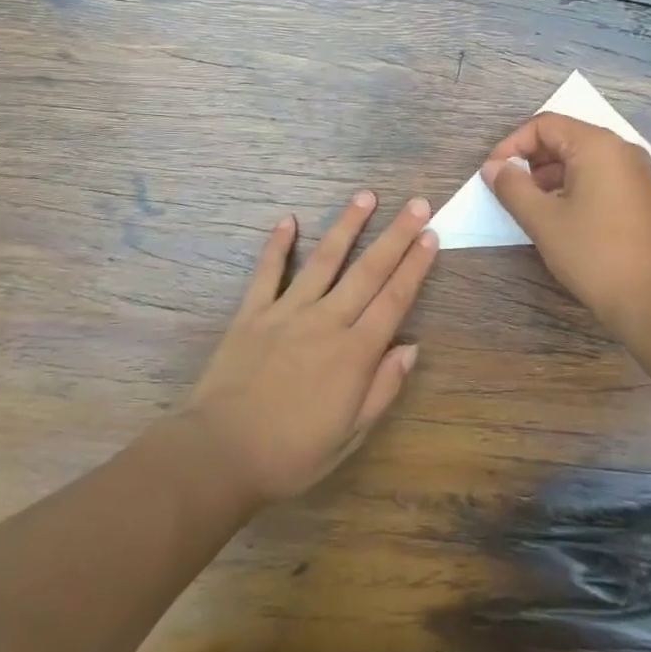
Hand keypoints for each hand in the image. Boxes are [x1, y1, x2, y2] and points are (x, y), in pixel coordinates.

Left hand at [182, 192, 437, 505]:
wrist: (219, 454)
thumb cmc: (291, 453)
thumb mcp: (350, 435)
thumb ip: (382, 388)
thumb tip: (411, 347)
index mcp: (354, 353)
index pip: (393, 300)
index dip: (415, 267)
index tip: (431, 236)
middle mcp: (326, 321)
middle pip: (368, 271)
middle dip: (396, 235)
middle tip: (417, 203)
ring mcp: (287, 312)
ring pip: (324, 260)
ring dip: (347, 226)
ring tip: (366, 196)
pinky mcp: (252, 313)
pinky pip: (267, 273)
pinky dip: (277, 245)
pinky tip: (288, 220)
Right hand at [483, 113, 650, 330]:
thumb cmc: (596, 255)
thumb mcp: (544, 221)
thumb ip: (513, 188)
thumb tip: (493, 168)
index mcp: (598, 145)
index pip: (545, 125)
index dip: (512, 145)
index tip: (494, 175)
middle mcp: (622, 150)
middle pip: (565, 138)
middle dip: (532, 161)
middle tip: (511, 193)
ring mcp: (638, 173)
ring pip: (584, 160)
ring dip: (551, 177)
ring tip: (533, 209)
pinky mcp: (645, 196)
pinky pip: (602, 177)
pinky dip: (576, 187)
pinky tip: (563, 218)